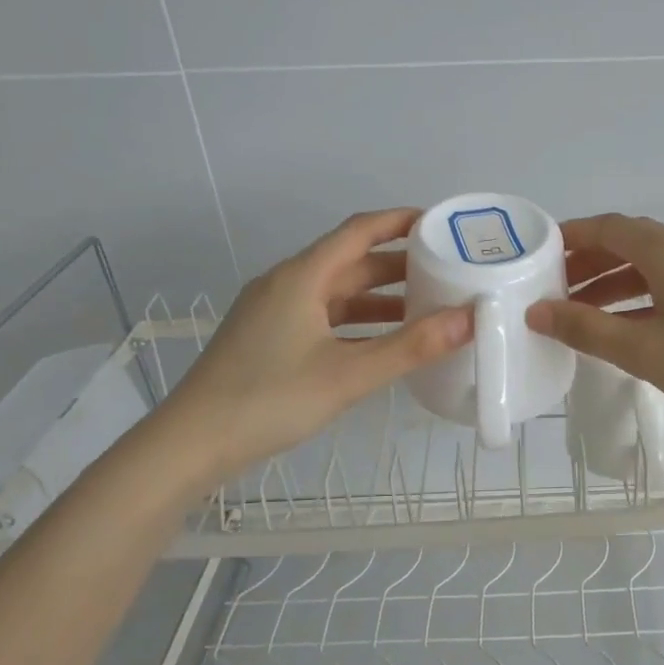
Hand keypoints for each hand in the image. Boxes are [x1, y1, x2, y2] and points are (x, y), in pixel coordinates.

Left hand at [155, 209, 470, 490]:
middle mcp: (287, 285)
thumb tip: (470, 318)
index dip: (400, 222)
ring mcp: (275, 313)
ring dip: (380, 297)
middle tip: (448, 272)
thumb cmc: (270, 399)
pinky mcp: (270, 339)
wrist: (193, 443)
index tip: (442, 225)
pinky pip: (325, 317)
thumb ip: (411, 347)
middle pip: (350, 262)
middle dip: (399, 265)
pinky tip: (384, 343)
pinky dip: (358, 323)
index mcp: (302, 277)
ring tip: (427, 307)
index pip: (358, 231)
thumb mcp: (348, 374)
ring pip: (337, 293)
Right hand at [527, 213, 663, 432]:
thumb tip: (537, 312)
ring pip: (652, 266)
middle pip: (629, 243)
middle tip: (552, 291)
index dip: (569, 237)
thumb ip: (586, 329)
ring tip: (581, 313)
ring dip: (614, 283)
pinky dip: (643, 296)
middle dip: (588, 264)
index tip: (536, 255)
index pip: (607, 228)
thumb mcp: (644, 350)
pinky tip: (629, 326)